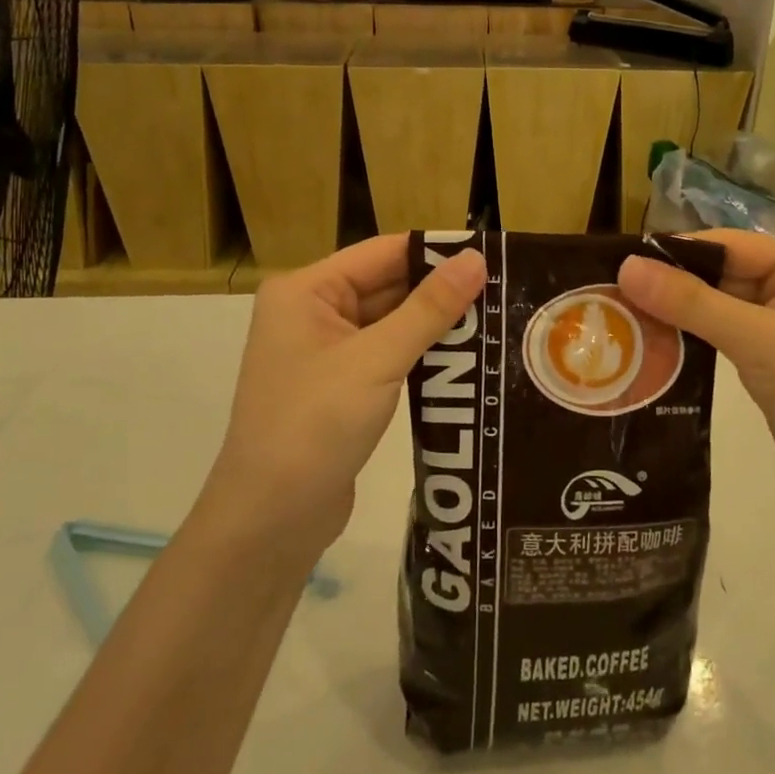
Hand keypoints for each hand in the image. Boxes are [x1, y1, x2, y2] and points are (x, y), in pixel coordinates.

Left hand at [206, 235, 486, 558]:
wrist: (270, 521)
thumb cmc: (315, 425)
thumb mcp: (377, 360)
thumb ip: (429, 308)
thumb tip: (476, 258)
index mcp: (306, 290)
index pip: (383, 253)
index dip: (436, 252)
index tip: (492, 254)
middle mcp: (311, 311)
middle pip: (386, 285)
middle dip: (440, 290)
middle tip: (504, 290)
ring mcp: (324, 351)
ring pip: (390, 322)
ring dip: (434, 324)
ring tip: (496, 318)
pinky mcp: (339, 386)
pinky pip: (386, 354)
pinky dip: (420, 353)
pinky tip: (464, 356)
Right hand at [618, 231, 774, 514]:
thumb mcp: (759, 342)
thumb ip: (692, 302)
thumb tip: (627, 266)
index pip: (730, 245)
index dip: (675, 254)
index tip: (618, 265)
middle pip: (723, 273)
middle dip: (672, 287)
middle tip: (611, 295)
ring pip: (719, 306)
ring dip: (678, 314)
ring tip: (622, 318)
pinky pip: (725, 335)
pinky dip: (693, 338)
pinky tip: (654, 344)